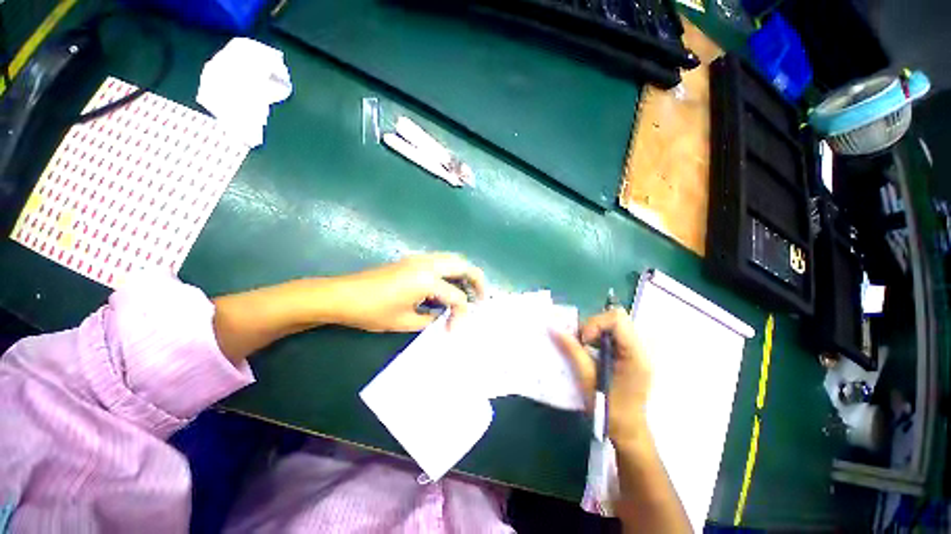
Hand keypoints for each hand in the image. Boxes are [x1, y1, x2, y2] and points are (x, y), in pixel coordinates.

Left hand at [329, 253, 485, 332]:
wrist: (343, 296)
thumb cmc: (373, 311)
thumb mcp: (405, 322)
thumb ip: (430, 319)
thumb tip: (442, 317)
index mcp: (427, 279)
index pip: (457, 297)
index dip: (462, 316)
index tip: (455, 332)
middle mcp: (426, 263)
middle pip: (462, 265)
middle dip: (476, 281)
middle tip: (481, 300)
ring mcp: (416, 259)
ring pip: (451, 259)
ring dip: (463, 274)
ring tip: (466, 295)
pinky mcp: (407, 261)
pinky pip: (437, 262)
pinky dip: (448, 272)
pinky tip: (444, 291)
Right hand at [553, 309, 651, 446]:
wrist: (628, 431)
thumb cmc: (608, 410)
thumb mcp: (588, 381)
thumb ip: (574, 353)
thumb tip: (556, 330)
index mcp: (635, 353)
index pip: (617, 318)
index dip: (595, 324)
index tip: (582, 343)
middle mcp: (642, 348)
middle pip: (618, 320)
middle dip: (594, 328)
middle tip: (580, 346)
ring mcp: (640, 353)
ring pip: (617, 328)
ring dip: (598, 335)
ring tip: (585, 352)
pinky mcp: (635, 359)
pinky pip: (618, 340)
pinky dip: (603, 343)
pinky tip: (594, 359)